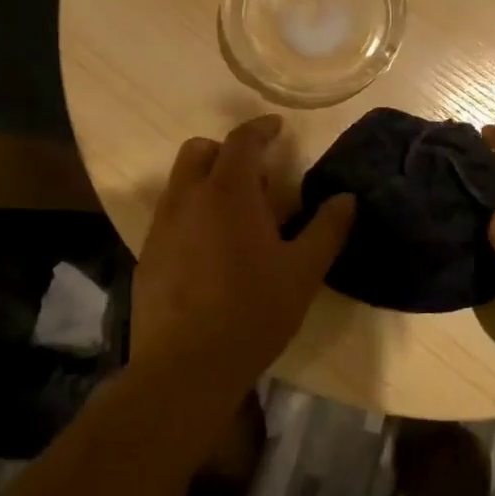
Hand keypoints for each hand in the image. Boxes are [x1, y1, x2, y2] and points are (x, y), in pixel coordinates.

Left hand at [131, 116, 354, 381]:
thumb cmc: (253, 311)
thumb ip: (327, 228)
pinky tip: (212, 251)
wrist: (186, 367)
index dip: (261, 129)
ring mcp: (161, 227)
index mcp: (228, 193)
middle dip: (227, 151)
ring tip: (237, 217)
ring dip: (207, 182)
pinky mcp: (147, 256)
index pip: (242, 141)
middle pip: (199, 151)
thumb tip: (346, 198)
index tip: (278, 128)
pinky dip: (192, 212)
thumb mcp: (303, 271)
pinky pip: (170, 215)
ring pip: (180, 183)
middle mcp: (187, 199)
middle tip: (258, 178)